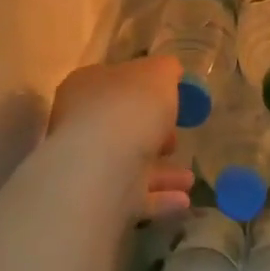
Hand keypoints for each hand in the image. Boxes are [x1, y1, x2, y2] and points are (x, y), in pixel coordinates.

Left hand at [48, 57, 194, 218]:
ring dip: (162, 172)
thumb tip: (170, 71)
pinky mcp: (97, 200)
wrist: (103, 168)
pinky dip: (159, 198)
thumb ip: (165, 69)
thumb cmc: (129, 109)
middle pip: (121, 127)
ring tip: (189, 178)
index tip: (172, 101)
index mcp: (86, 87)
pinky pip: (133, 197)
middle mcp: (80, 124)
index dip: (144, 90)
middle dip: (152, 135)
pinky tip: (184, 201)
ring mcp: (87, 165)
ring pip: (129, 165)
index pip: (114, 83)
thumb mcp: (158, 74)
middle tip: (176, 141)